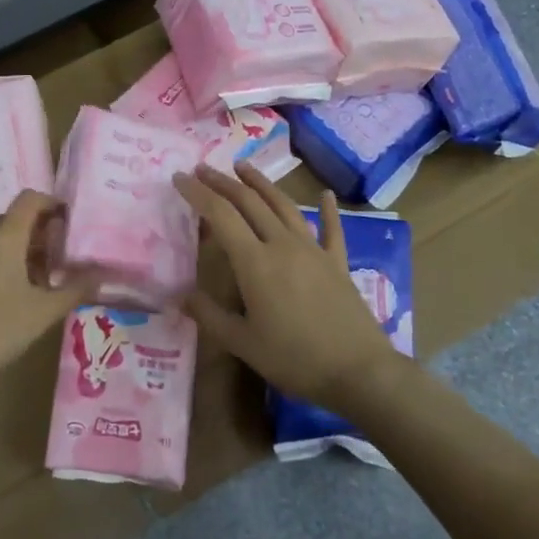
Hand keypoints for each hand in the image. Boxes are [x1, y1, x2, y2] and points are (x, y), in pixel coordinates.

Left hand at [0, 190, 97, 385]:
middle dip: (26, 234)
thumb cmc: (0, 329)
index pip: (30, 199)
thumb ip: (76, 287)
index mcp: (4, 235)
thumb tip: (103, 274)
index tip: (62, 220)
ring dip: (0, 247)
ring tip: (10, 279)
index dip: (49, 203)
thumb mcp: (45, 311)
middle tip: (41, 263)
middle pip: (7, 219)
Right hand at [176, 163, 394, 405]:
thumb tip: (180, 296)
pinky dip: (327, 209)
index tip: (179, 178)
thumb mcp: (242, 344)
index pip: (220, 215)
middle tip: (203, 168)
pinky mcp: (337, 262)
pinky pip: (331, 228)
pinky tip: (326, 194)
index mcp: (255, 262)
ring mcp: (313, 250)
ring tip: (243, 166)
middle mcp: (282, 244)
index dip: (198, 193)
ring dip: (261, 183)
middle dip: (223, 182)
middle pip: (249, 202)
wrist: (359, 371)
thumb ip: (209, 316)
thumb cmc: (294, 359)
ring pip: (283, 206)